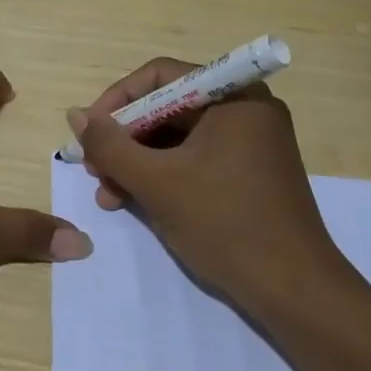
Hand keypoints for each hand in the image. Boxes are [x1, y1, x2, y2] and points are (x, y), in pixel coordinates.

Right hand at [68, 57, 341, 303]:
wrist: (295, 293)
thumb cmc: (226, 224)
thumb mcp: (157, 182)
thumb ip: (109, 145)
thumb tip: (74, 114)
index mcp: (233, 97)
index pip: (160, 76)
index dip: (118, 100)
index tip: (90, 132)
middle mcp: (244, 110)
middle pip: (166, 107)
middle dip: (124, 138)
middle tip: (95, 168)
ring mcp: (249, 144)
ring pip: (175, 137)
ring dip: (136, 162)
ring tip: (107, 193)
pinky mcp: (247, 174)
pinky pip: (193, 159)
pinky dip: (161, 176)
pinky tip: (131, 201)